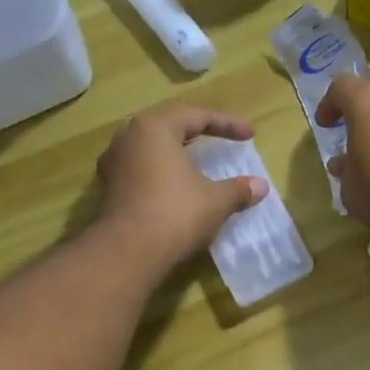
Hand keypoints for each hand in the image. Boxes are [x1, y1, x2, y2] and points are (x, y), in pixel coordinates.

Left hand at [94, 101, 265, 270]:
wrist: (126, 253)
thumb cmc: (174, 214)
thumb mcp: (215, 201)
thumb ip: (238, 189)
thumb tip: (261, 186)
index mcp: (155, 128)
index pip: (196, 115)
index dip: (227, 123)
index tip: (250, 135)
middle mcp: (128, 137)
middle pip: (168, 123)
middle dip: (197, 128)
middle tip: (220, 135)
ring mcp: (114, 163)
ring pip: (150, 146)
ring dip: (176, 149)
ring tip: (196, 158)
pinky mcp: (108, 189)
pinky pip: (141, 168)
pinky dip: (162, 170)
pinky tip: (175, 185)